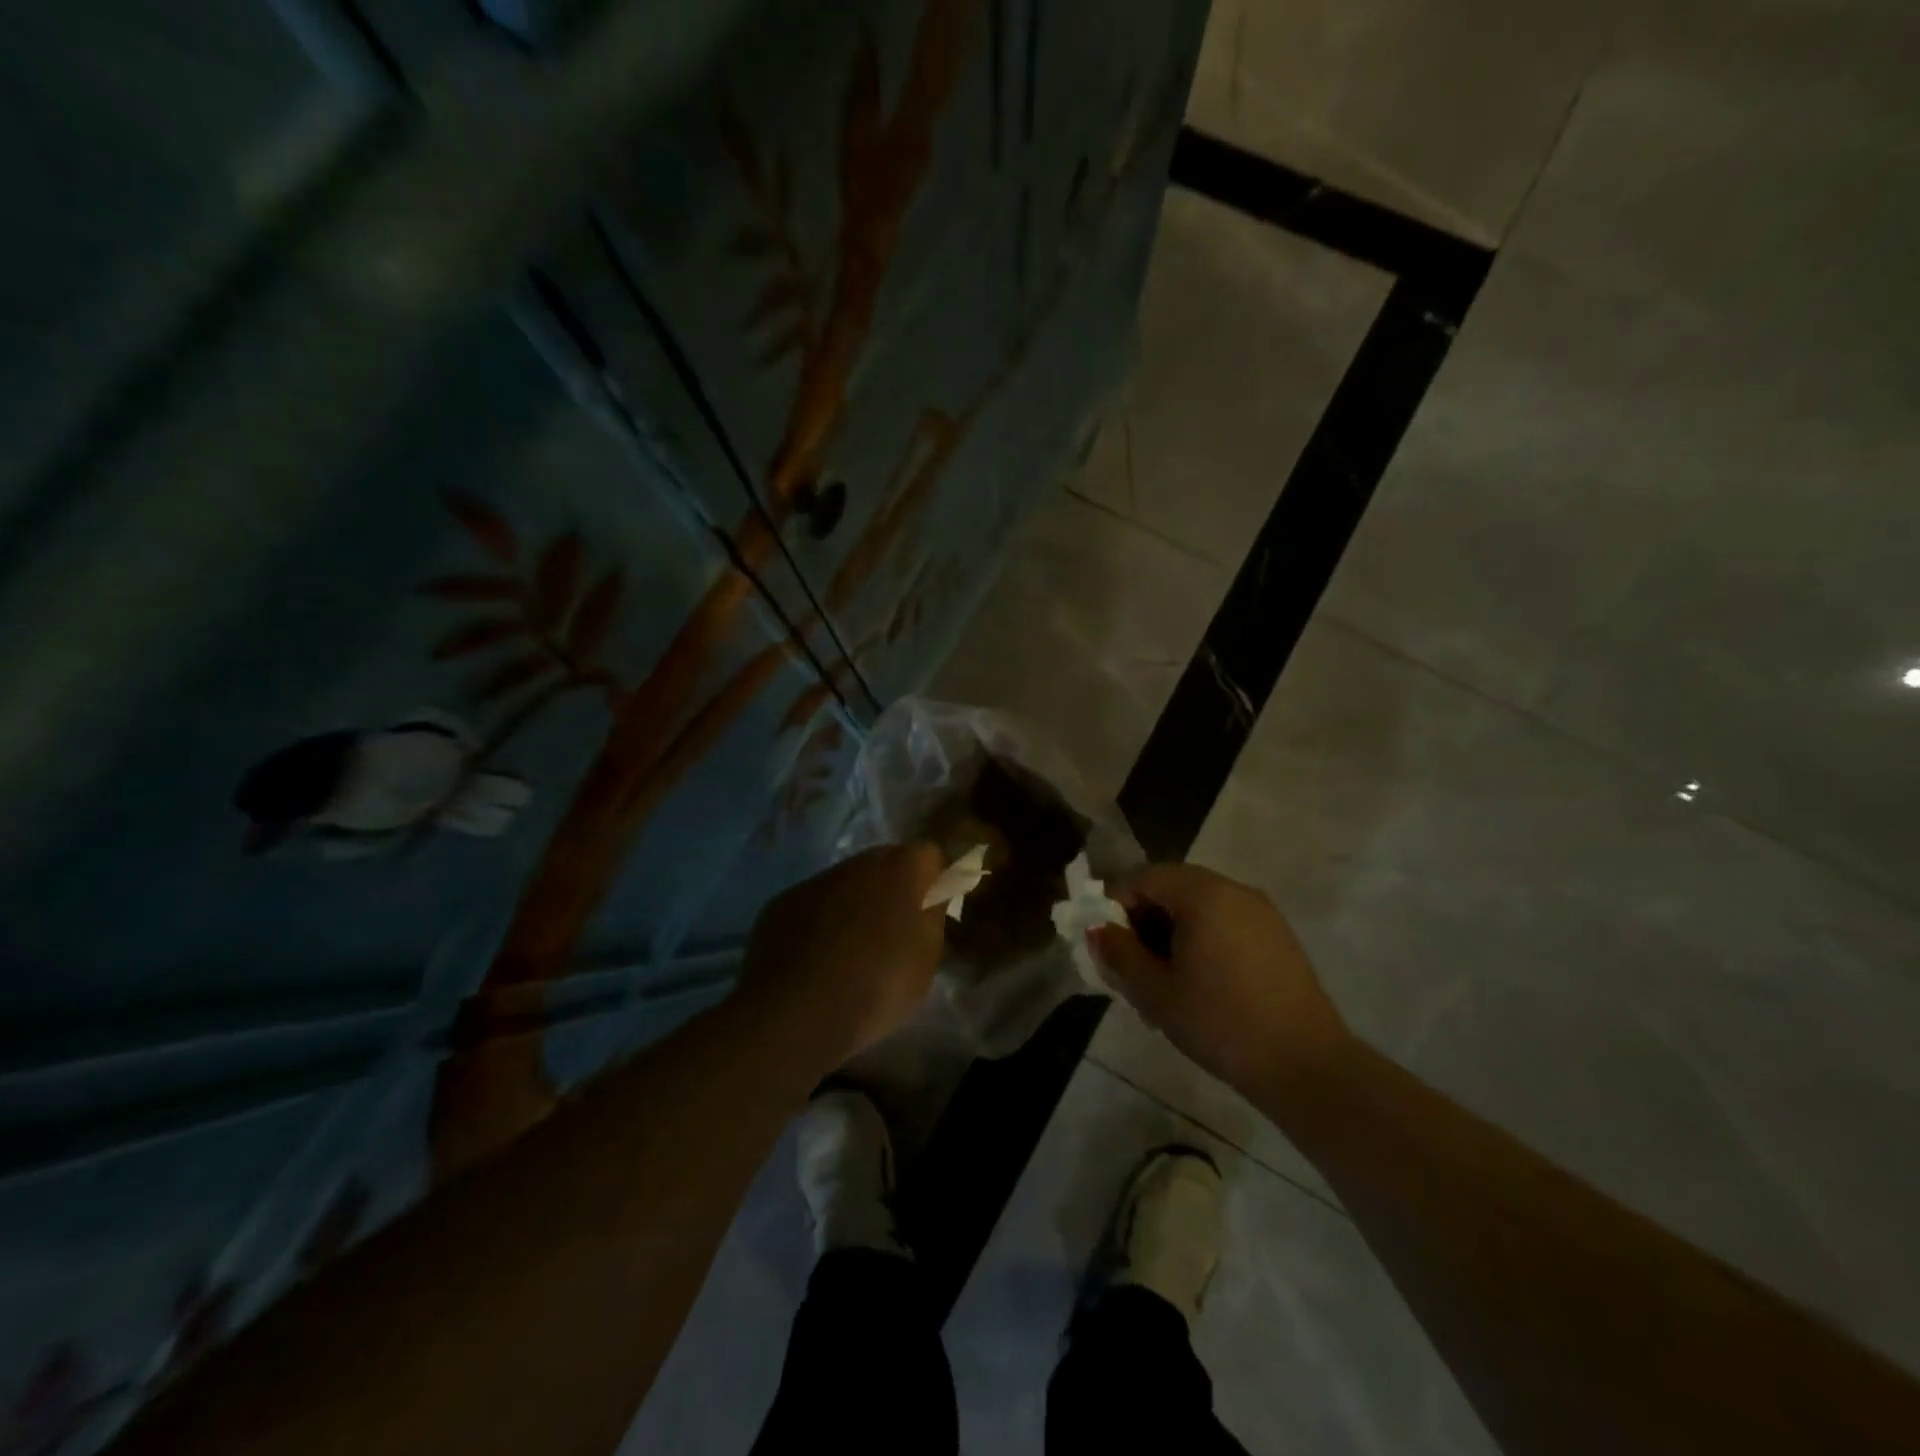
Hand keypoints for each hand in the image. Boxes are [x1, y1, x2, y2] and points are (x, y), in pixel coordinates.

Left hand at [738, 844, 946, 1070]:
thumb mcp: (927, 960)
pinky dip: (820, 921)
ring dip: (855, 903)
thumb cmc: (876, 986)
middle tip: (896, 930)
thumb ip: (932, 918)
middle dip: (894, 888)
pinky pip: (814, 904)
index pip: (929, 855)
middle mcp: (858, 862)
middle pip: (885, 862)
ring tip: (853, 950)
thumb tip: (930, 900)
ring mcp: (816, 880)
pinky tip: (818, 959)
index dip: (934, 880)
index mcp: (901, 869)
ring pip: (847, 882)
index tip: (934, 909)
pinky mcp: (782, 902)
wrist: (795, 1014)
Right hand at [1090, 863, 1354, 1099]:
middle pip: (1172, 888)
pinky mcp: (1278, 937)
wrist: (1306, 1066)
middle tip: (1132, 967)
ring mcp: (1262, 913)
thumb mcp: (1155, 992)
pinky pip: (1226, 923)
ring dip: (1172, 934)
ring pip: (1200, 908)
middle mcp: (1234, 890)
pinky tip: (1200, 985)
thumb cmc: (1220, 1022)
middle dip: (1144, 921)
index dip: (1116, 905)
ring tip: (1163, 982)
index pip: (1143, 877)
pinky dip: (1202, 941)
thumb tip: (1098, 931)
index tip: (1108, 946)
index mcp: (1202, 893)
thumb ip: (1119, 954)